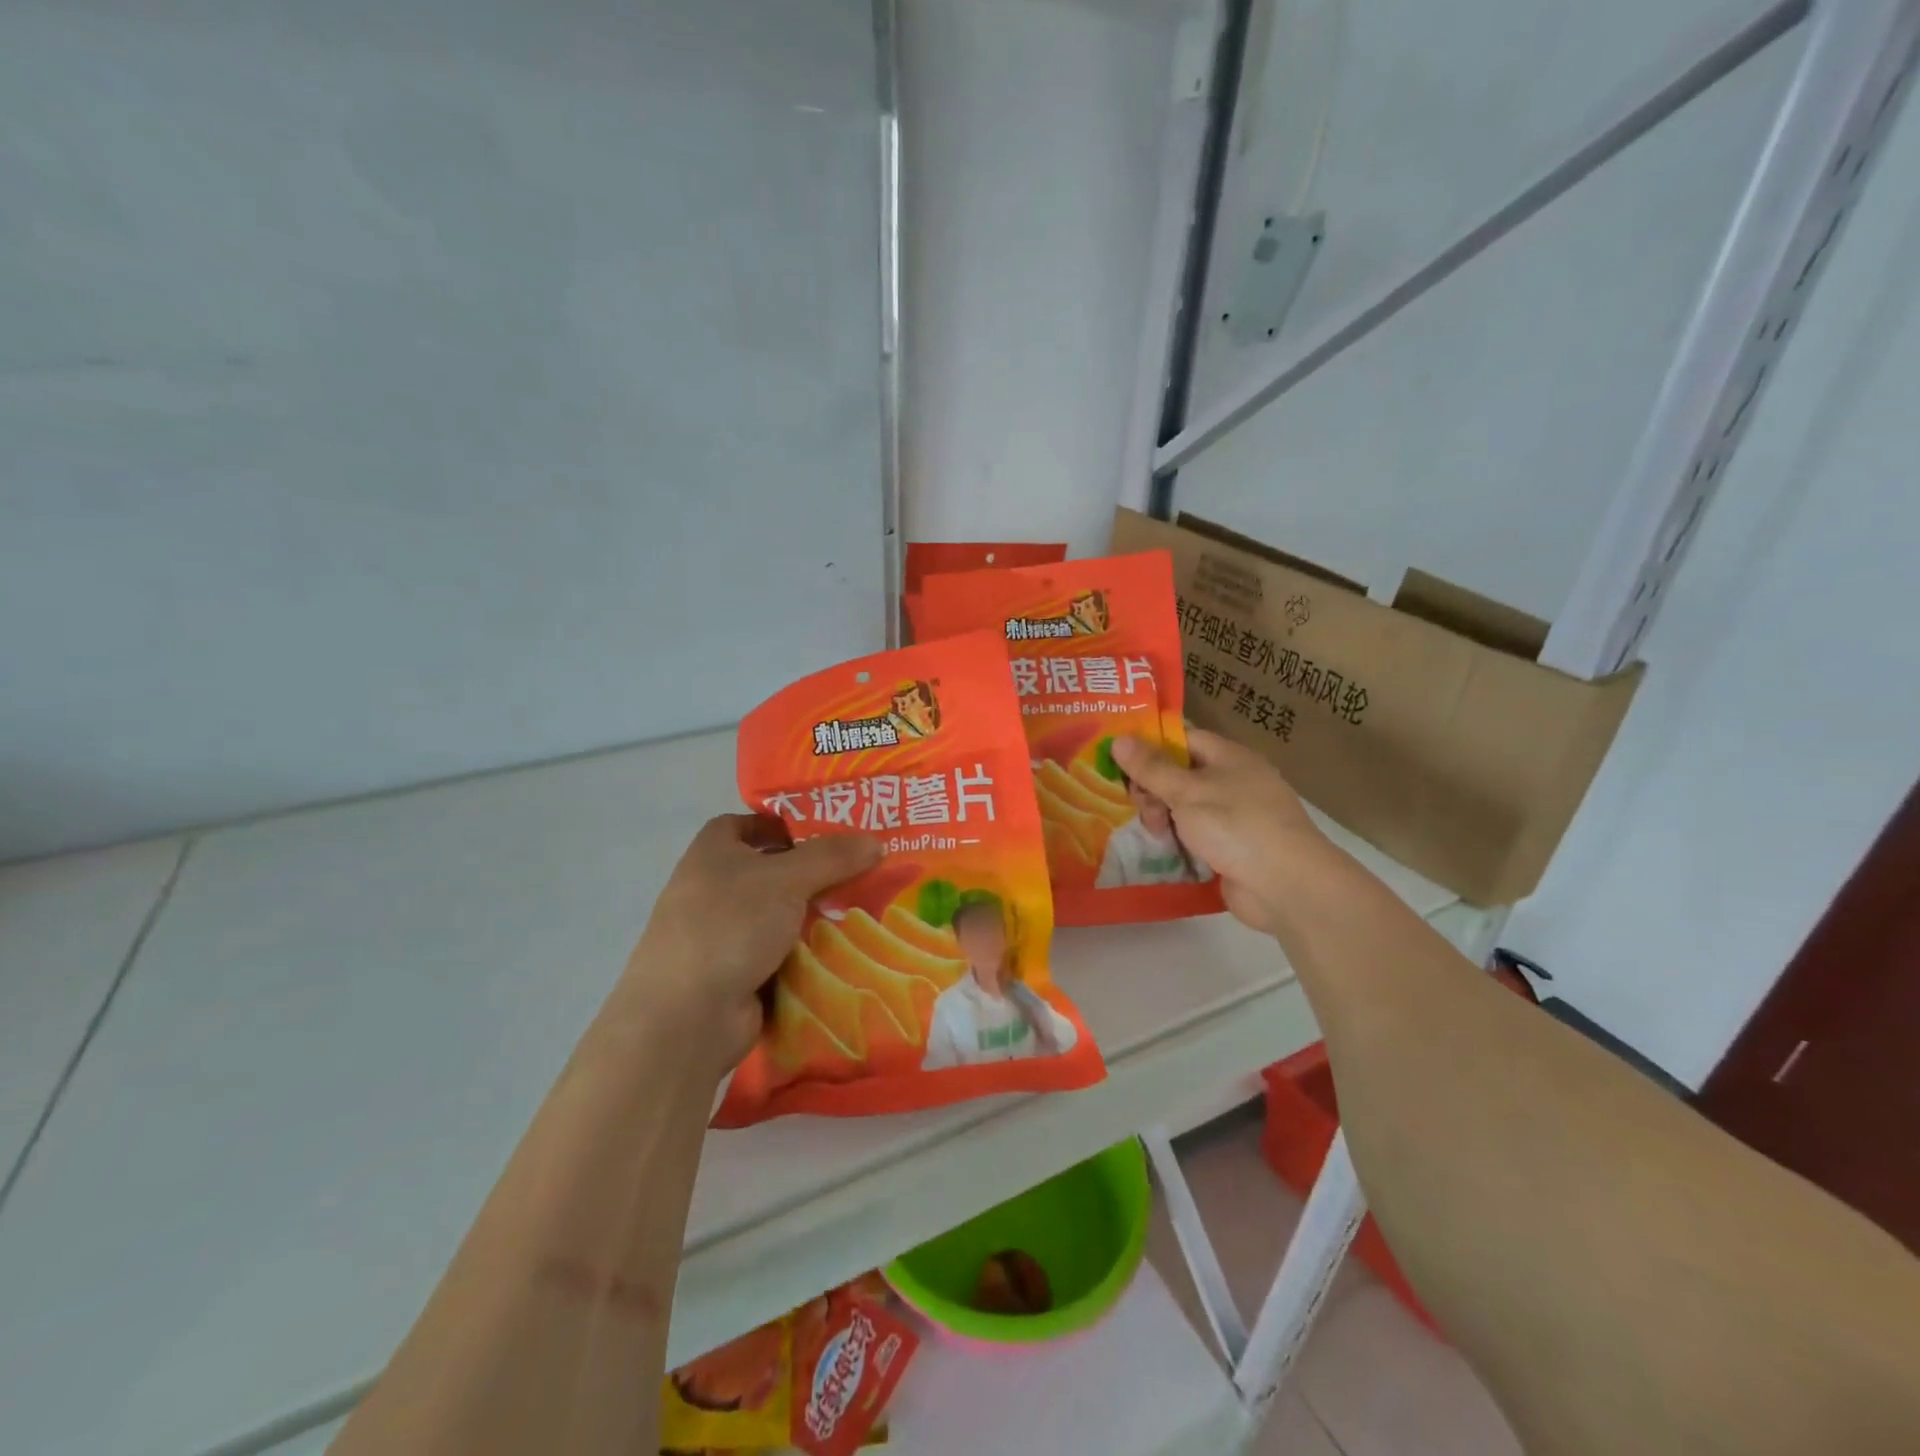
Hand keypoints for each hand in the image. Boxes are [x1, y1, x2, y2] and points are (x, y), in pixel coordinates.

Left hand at [616, 815, 882, 1076]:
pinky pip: (781, 954)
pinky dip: (807, 953)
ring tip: (864, 910)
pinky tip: (845, 951)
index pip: (745, 824)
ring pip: (780, 916)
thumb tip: (876, 841)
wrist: (687, 1017)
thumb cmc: (730, 926)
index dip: (781, 823)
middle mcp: (713, 890)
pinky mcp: (737, 975)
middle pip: (770, 871)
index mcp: (711, 854)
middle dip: (813, 872)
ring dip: (815, 915)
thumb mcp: (787, 879)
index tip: (824, 831)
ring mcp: (723, 936)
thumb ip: (832, 857)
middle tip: (861, 870)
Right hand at [1111, 728, 1331, 938]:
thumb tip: (1118, 739)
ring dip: (1164, 816)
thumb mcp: (1187, 792)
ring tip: (1155, 833)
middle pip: (1180, 774)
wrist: (1287, 886)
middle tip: (1139, 806)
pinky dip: (1178, 839)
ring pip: (1185, 806)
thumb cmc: (1236, 825)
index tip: (1117, 758)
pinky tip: (1163, 848)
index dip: (1150, 744)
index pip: (1182, 738)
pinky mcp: (1232, 847)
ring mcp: (1234, 816)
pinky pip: (1195, 834)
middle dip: (1153, 788)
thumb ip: (1151, 768)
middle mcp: (1233, 781)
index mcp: (1228, 757)